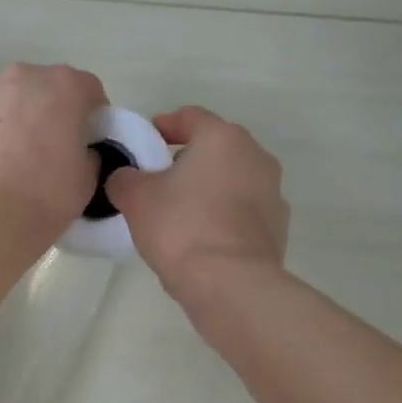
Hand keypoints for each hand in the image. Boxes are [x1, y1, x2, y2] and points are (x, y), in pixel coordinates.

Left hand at [0, 64, 107, 239]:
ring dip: (16, 121)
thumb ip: (87, 155)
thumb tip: (77, 153)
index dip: (92, 114)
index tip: (88, 140)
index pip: (88, 88)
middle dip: (51, 111)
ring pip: (9, 101)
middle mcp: (22, 79)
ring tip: (14, 160)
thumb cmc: (46, 195)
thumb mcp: (87, 178)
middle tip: (51, 148)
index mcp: (63, 86)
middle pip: (44, 88)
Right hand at [105, 106, 288, 299]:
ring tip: (179, 214)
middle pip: (214, 149)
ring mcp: (273, 193)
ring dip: (208, 190)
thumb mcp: (135, 198)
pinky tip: (202, 239)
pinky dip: (223, 217)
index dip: (163, 126)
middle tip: (157, 182)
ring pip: (231, 181)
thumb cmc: (181, 228)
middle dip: (186, 161)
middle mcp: (256, 156)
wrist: (230, 285)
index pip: (189, 117)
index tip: (143, 144)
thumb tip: (127, 178)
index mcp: (223, 138)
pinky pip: (242, 211)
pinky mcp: (278, 227)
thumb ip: (124, 178)